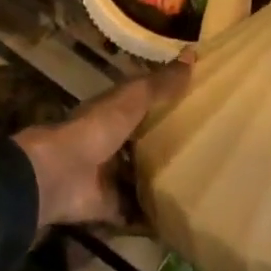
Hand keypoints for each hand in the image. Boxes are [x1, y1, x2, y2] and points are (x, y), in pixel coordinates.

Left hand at [15, 55, 193, 232]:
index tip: (198, 106)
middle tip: (210, 151)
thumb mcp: (131, 100)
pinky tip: (180, 218)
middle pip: (143, 144)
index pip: (143, 106)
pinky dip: (153, 218)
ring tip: (202, 186)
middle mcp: (111, 144)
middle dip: (169, 147)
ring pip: (141, 178)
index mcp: (114, 115)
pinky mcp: (110, 206)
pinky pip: (136, 213)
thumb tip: (193, 52)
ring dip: (162, 182)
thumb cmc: (95, 129)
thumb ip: (159, 84)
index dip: (166, 104)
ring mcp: (110, 177)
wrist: (60, 174)